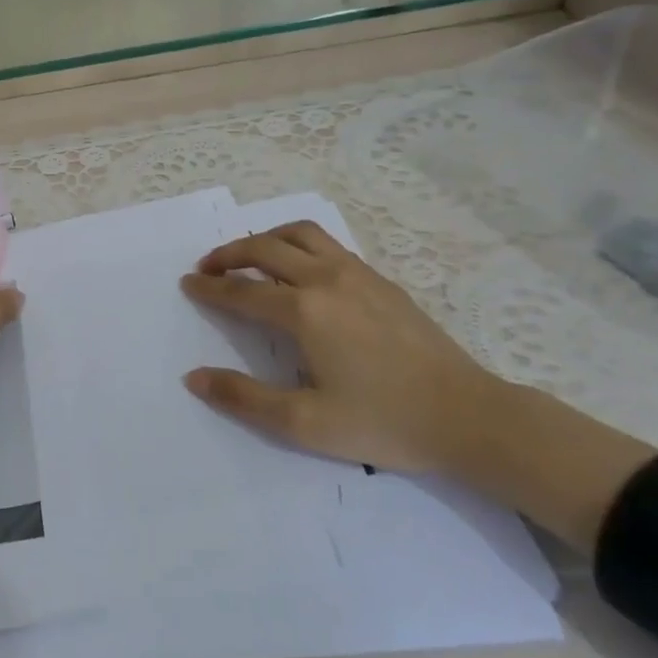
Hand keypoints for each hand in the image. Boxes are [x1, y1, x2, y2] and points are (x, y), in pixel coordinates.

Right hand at [180, 220, 504, 474]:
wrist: (471, 417)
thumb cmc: (384, 422)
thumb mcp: (305, 423)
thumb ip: (244, 398)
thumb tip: (193, 378)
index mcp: (304, 311)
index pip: (241, 291)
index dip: (209, 288)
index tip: (186, 284)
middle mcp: (326, 280)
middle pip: (265, 249)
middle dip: (228, 254)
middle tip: (207, 267)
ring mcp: (358, 274)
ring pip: (300, 234)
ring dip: (265, 239)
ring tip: (248, 256)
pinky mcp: (382, 281)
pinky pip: (328, 245)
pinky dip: (298, 244)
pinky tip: (299, 268)